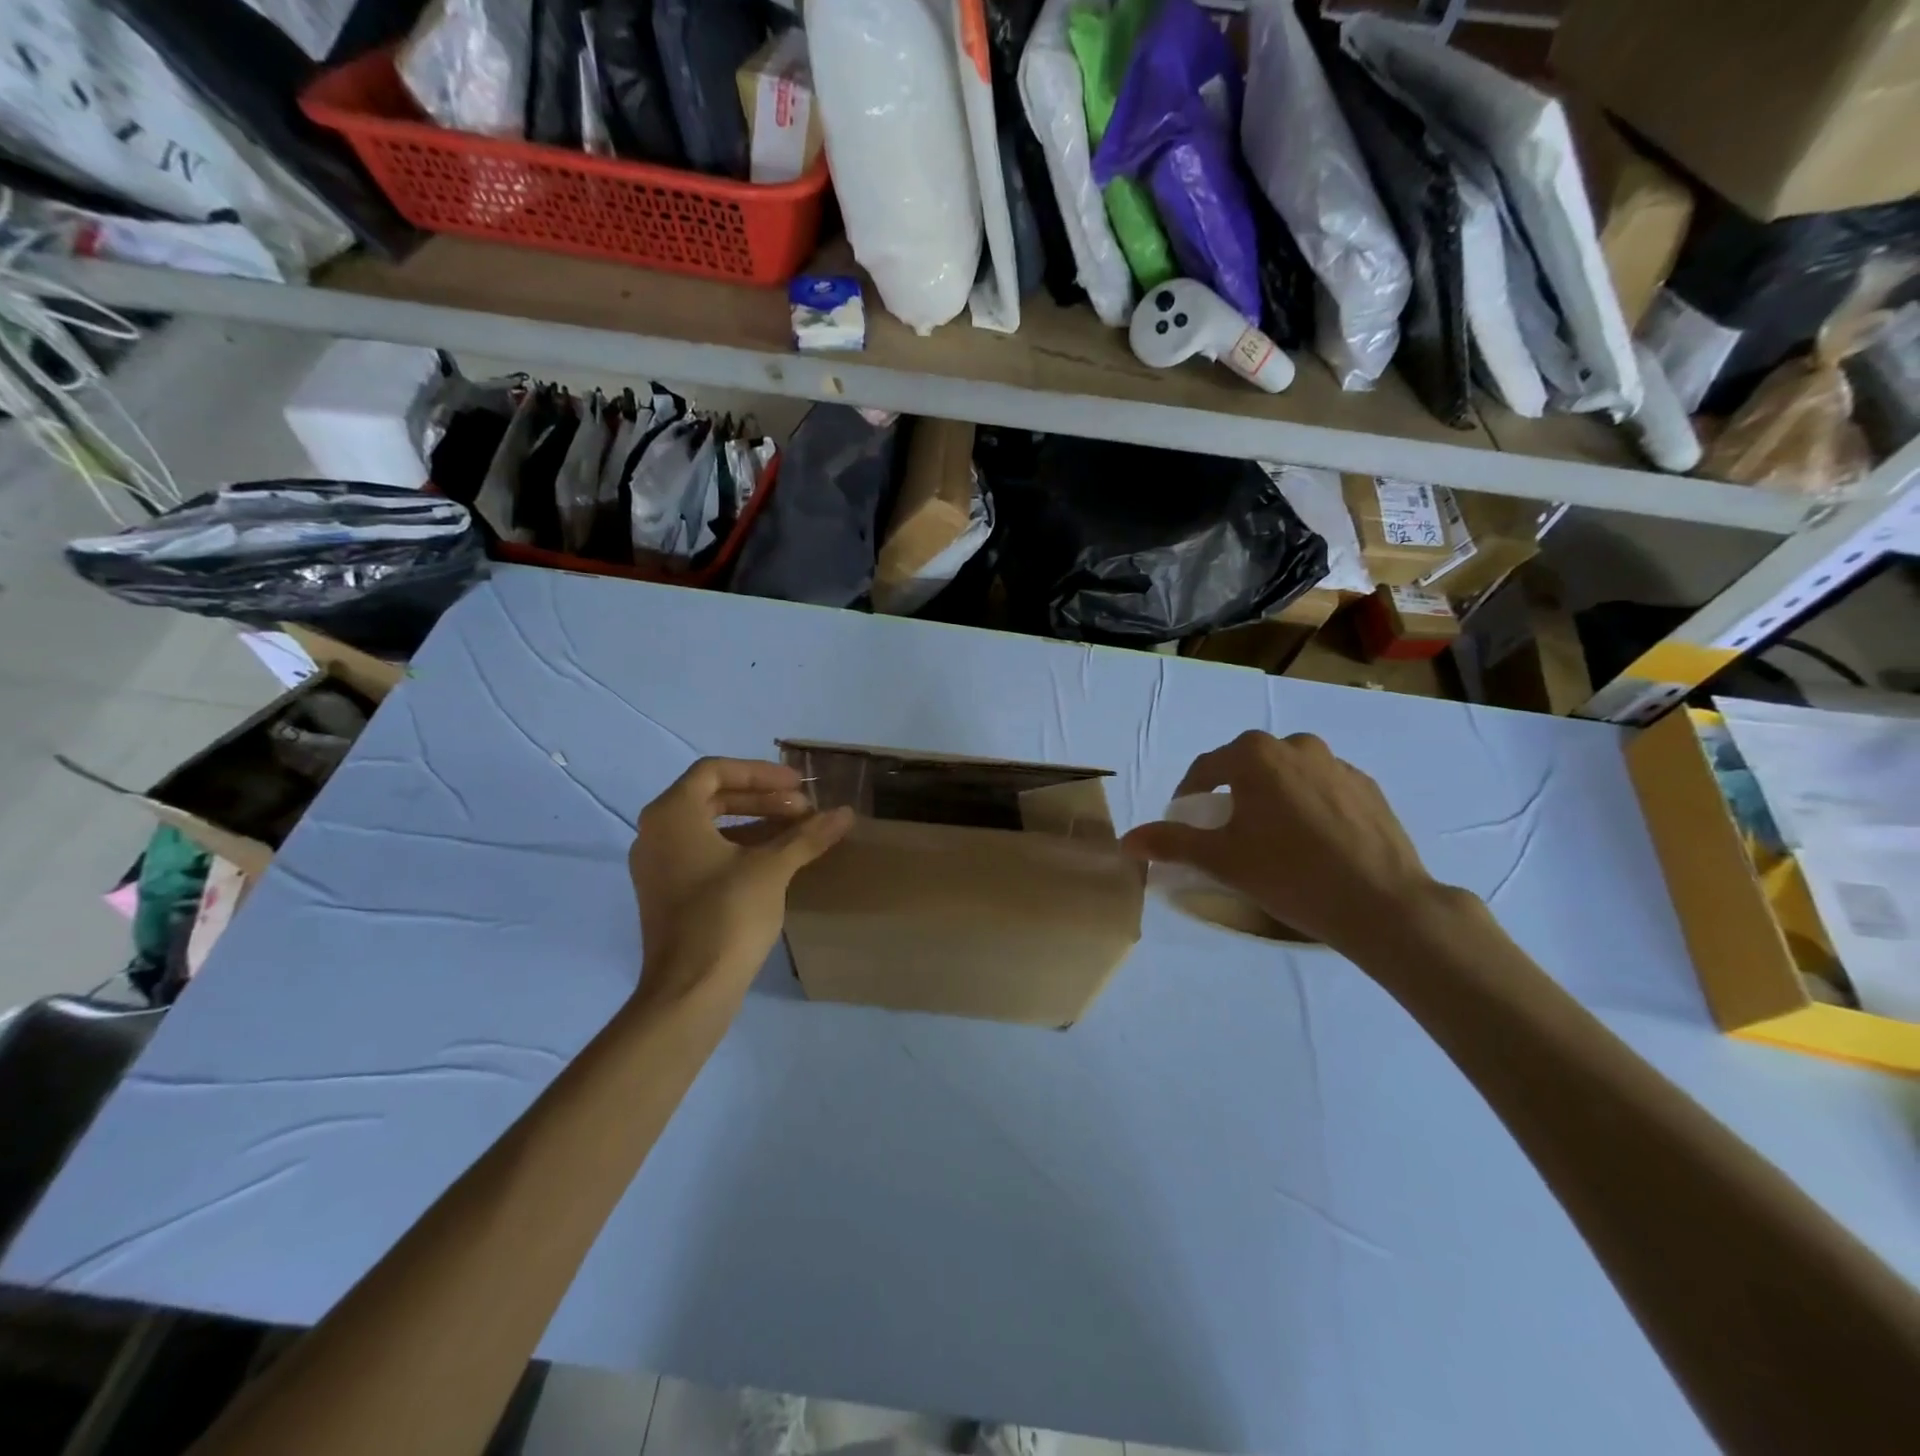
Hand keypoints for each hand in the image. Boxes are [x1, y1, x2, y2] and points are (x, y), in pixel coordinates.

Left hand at [628, 758, 852, 1008]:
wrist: (689, 991)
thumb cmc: (726, 916)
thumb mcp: (772, 869)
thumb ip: (808, 835)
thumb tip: (845, 812)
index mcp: (671, 815)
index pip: (715, 771)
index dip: (760, 772)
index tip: (799, 785)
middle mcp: (655, 833)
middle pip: (712, 796)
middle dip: (762, 797)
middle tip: (803, 808)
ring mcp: (658, 866)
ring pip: (708, 826)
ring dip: (754, 822)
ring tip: (797, 832)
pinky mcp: (667, 893)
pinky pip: (704, 852)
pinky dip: (739, 847)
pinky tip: (775, 861)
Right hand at [1120, 731, 1445, 955]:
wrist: (1383, 903)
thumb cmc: (1290, 874)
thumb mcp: (1221, 860)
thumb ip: (1171, 843)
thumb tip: (1127, 841)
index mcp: (1255, 755)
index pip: (1205, 769)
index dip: (1188, 797)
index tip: (1185, 825)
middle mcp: (1296, 745)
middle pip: (1247, 767)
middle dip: (1231, 795)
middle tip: (1227, 834)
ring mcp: (1338, 765)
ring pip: (1287, 776)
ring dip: (1271, 798)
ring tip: (1272, 839)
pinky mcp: (1368, 788)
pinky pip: (1323, 789)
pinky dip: (1308, 807)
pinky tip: (1312, 844)